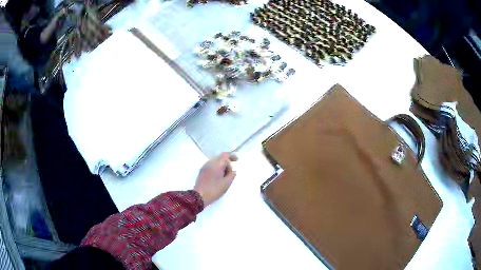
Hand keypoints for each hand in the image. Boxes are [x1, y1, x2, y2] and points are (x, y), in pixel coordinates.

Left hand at [194, 152, 237, 205]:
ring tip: (224, 177)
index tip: (237, 160)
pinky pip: (211, 167)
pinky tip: (218, 178)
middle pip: (220, 159)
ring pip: (216, 163)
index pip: (225, 155)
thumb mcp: (226, 183)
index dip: (232, 156)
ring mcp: (205, 167)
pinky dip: (216, 169)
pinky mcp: (202, 171)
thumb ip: (231, 175)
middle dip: (227, 164)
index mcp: (217, 164)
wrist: (199, 196)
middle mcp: (210, 163)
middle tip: (230, 174)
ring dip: (221, 167)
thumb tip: (233, 171)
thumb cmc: (214, 189)